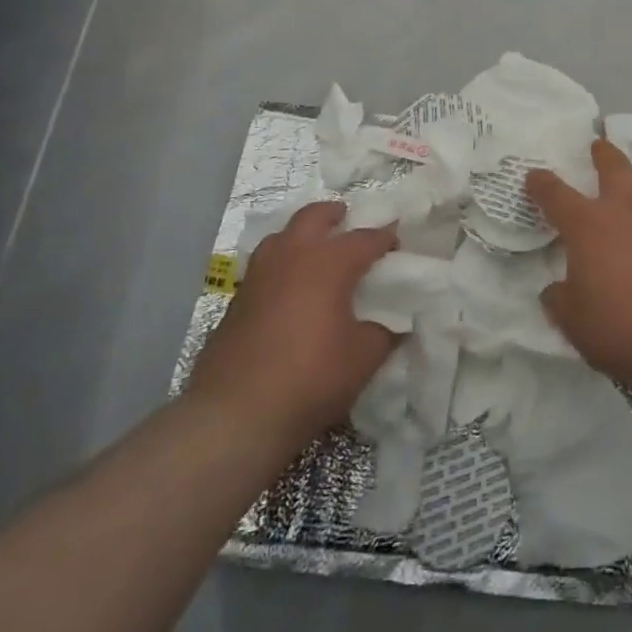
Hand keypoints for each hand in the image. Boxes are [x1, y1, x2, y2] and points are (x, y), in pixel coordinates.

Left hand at [185, 202, 398, 447]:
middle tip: (347, 220)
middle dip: (334, 215)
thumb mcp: (363, 359)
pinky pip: (265, 267)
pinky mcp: (236, 301)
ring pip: (281, 237)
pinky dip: (281, 267)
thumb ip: (385, 333)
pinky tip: (289, 292)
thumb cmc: (310, 378)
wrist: (234, 416)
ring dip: (301, 236)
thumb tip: (395, 324)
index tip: (397, 241)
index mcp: (329, 262)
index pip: (365, 238)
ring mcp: (259, 276)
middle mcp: (292, 256)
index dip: (385, 237)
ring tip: (315, 253)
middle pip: (313, 217)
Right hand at [526, 139, 631, 394]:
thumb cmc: (621, 325)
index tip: (534, 176)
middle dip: (602, 154)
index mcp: (588, 225)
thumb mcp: (574, 322)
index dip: (542, 184)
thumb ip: (560, 300)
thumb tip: (555, 290)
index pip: (556, 194)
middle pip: (613, 166)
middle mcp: (625, 210)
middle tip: (598, 145)